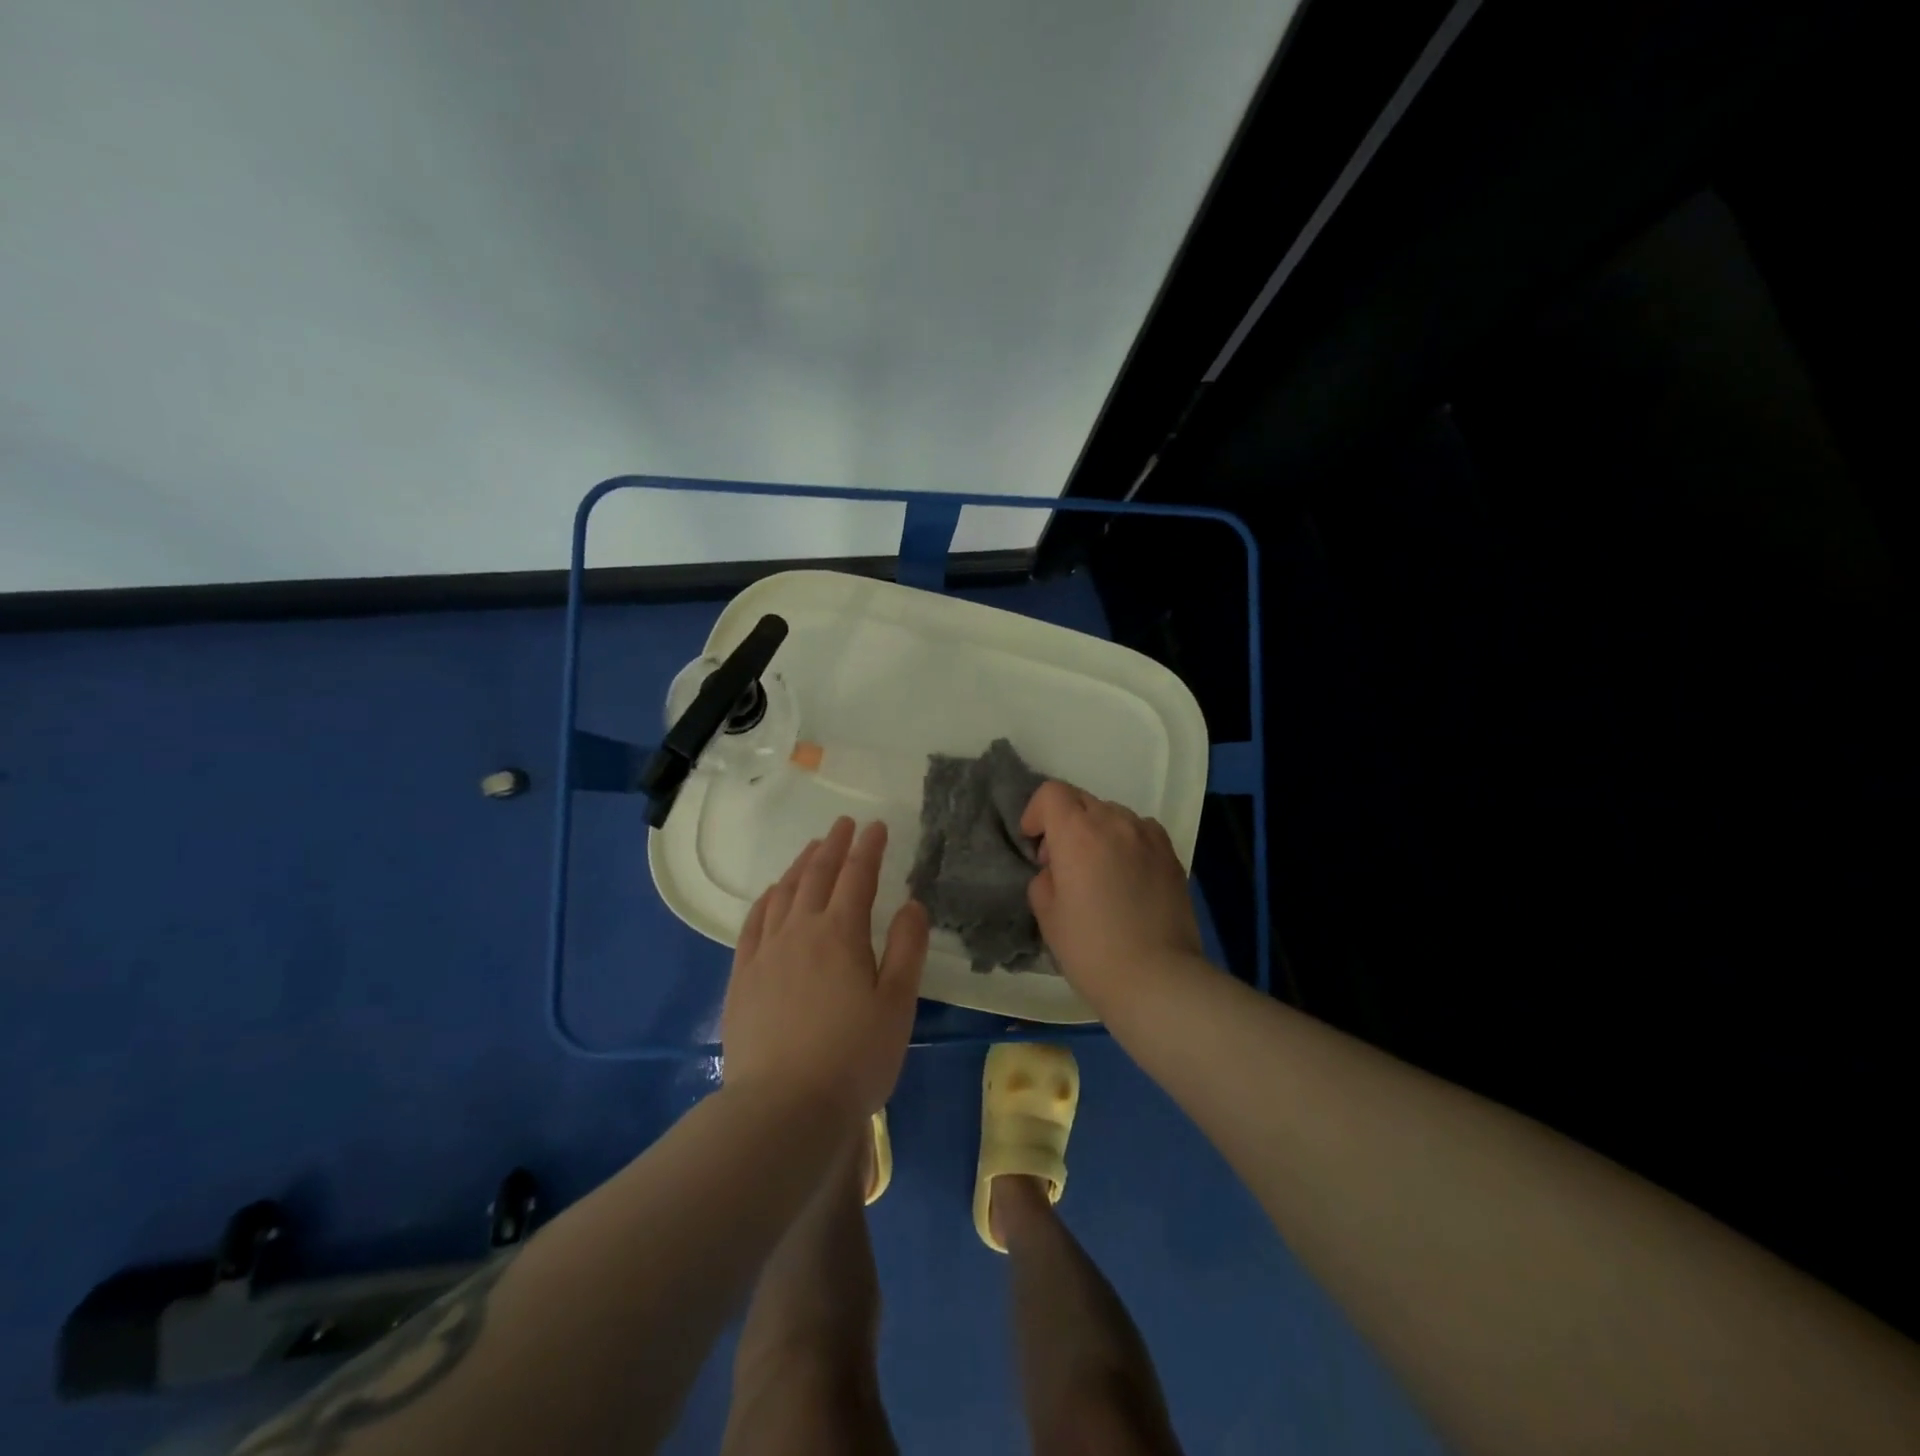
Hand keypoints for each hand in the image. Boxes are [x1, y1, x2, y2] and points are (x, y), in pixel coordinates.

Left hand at [721, 817, 928, 1118]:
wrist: (783, 1108)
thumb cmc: (854, 1057)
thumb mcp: (897, 1004)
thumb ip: (906, 948)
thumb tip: (911, 904)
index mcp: (841, 934)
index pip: (857, 877)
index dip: (868, 848)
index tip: (876, 826)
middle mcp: (800, 931)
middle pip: (817, 876)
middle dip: (833, 846)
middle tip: (844, 824)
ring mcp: (766, 952)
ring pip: (784, 894)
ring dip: (801, 865)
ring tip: (812, 850)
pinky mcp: (742, 977)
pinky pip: (754, 923)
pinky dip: (767, 899)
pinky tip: (773, 894)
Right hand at [1021, 782, 1204, 1005]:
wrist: (1156, 978)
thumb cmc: (1091, 949)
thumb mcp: (1047, 915)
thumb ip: (1045, 878)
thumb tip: (1057, 869)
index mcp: (1077, 833)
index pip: (1051, 793)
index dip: (1036, 813)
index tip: (1034, 843)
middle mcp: (1115, 822)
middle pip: (1081, 800)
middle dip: (1065, 822)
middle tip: (1062, 861)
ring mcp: (1148, 835)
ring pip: (1113, 814)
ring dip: (1097, 830)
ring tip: (1098, 870)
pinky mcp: (1171, 854)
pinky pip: (1140, 831)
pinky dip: (1126, 841)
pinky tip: (1127, 875)